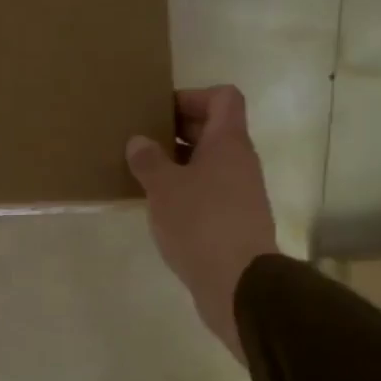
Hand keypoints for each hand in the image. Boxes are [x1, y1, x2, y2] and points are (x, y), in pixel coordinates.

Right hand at [126, 85, 278, 362]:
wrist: (239, 284)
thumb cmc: (201, 223)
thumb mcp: (164, 188)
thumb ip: (149, 160)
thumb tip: (139, 142)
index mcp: (228, 142)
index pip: (223, 97)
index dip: (193, 97)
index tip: (161, 113)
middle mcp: (240, 161)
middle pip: (214, 129)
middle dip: (177, 131)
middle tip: (143, 141)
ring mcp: (241, 192)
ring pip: (209, 163)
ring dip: (179, 163)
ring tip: (144, 173)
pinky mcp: (235, 221)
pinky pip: (209, 191)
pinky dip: (186, 191)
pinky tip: (160, 207)